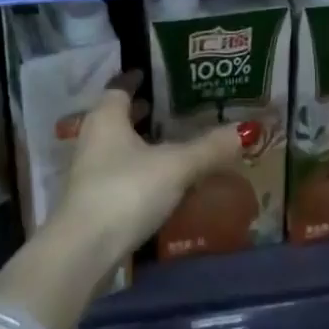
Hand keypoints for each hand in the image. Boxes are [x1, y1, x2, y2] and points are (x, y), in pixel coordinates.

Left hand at [49, 82, 253, 279]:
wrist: (83, 253)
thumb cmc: (127, 191)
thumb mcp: (176, 167)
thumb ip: (209, 148)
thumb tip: (246, 130)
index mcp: (107, 117)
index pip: (118, 87)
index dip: (135, 80)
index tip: (150, 75)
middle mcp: (92, 138)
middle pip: (115, 117)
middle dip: (139, 111)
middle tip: (168, 107)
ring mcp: (87, 173)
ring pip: (115, 147)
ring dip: (136, 142)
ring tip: (168, 142)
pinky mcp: (89, 203)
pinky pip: (116, 174)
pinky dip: (135, 169)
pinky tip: (157, 180)